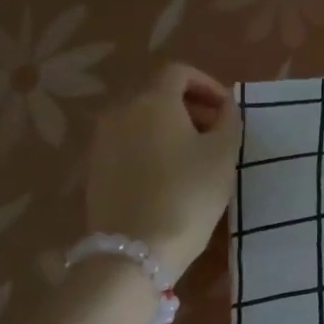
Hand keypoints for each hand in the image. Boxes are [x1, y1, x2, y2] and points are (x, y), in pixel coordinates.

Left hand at [86, 64, 241, 280]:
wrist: (135, 250)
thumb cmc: (188, 194)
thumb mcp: (223, 154)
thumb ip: (229, 120)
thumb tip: (224, 106)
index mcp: (152, 101)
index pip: (178, 72)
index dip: (207, 84)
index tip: (227, 110)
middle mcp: (120, 112)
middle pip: (157, 94)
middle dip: (190, 107)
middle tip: (216, 133)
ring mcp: (102, 142)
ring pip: (141, 121)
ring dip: (170, 129)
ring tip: (196, 157)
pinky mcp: (95, 170)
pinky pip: (129, 145)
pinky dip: (151, 148)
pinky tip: (170, 177)